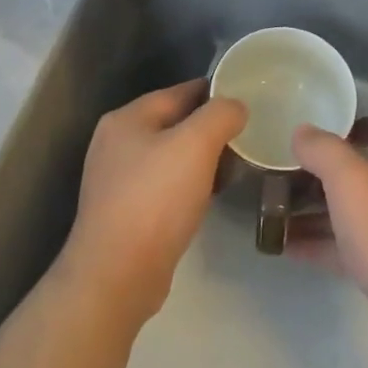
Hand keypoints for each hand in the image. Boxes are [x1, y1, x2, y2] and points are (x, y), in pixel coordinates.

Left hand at [59, 80, 246, 325]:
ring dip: (203, 159)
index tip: (250, 100)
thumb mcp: (196, 144)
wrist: (117, 276)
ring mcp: (119, 180)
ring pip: (173, 156)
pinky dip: (191, 185)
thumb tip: (236, 107)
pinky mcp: (127, 212)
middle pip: (176, 123)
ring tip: (236, 166)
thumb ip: (220, 114)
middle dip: (212, 129)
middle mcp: (117, 144)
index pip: (180, 92)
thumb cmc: (156, 200)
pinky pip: (167, 186)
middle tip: (248, 136)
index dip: (216, 92)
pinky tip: (211, 195)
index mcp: (127, 119)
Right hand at [291, 116, 367, 361]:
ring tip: (276, 212)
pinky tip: (288, 248)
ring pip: (352, 214)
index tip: (325, 132)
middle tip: (286, 175)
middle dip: (325, 173)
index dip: (361, 124)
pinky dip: (320, 246)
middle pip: (365, 173)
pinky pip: (348, 251)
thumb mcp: (351, 179)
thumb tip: (302, 131)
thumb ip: (324, 151)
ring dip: (317, 212)